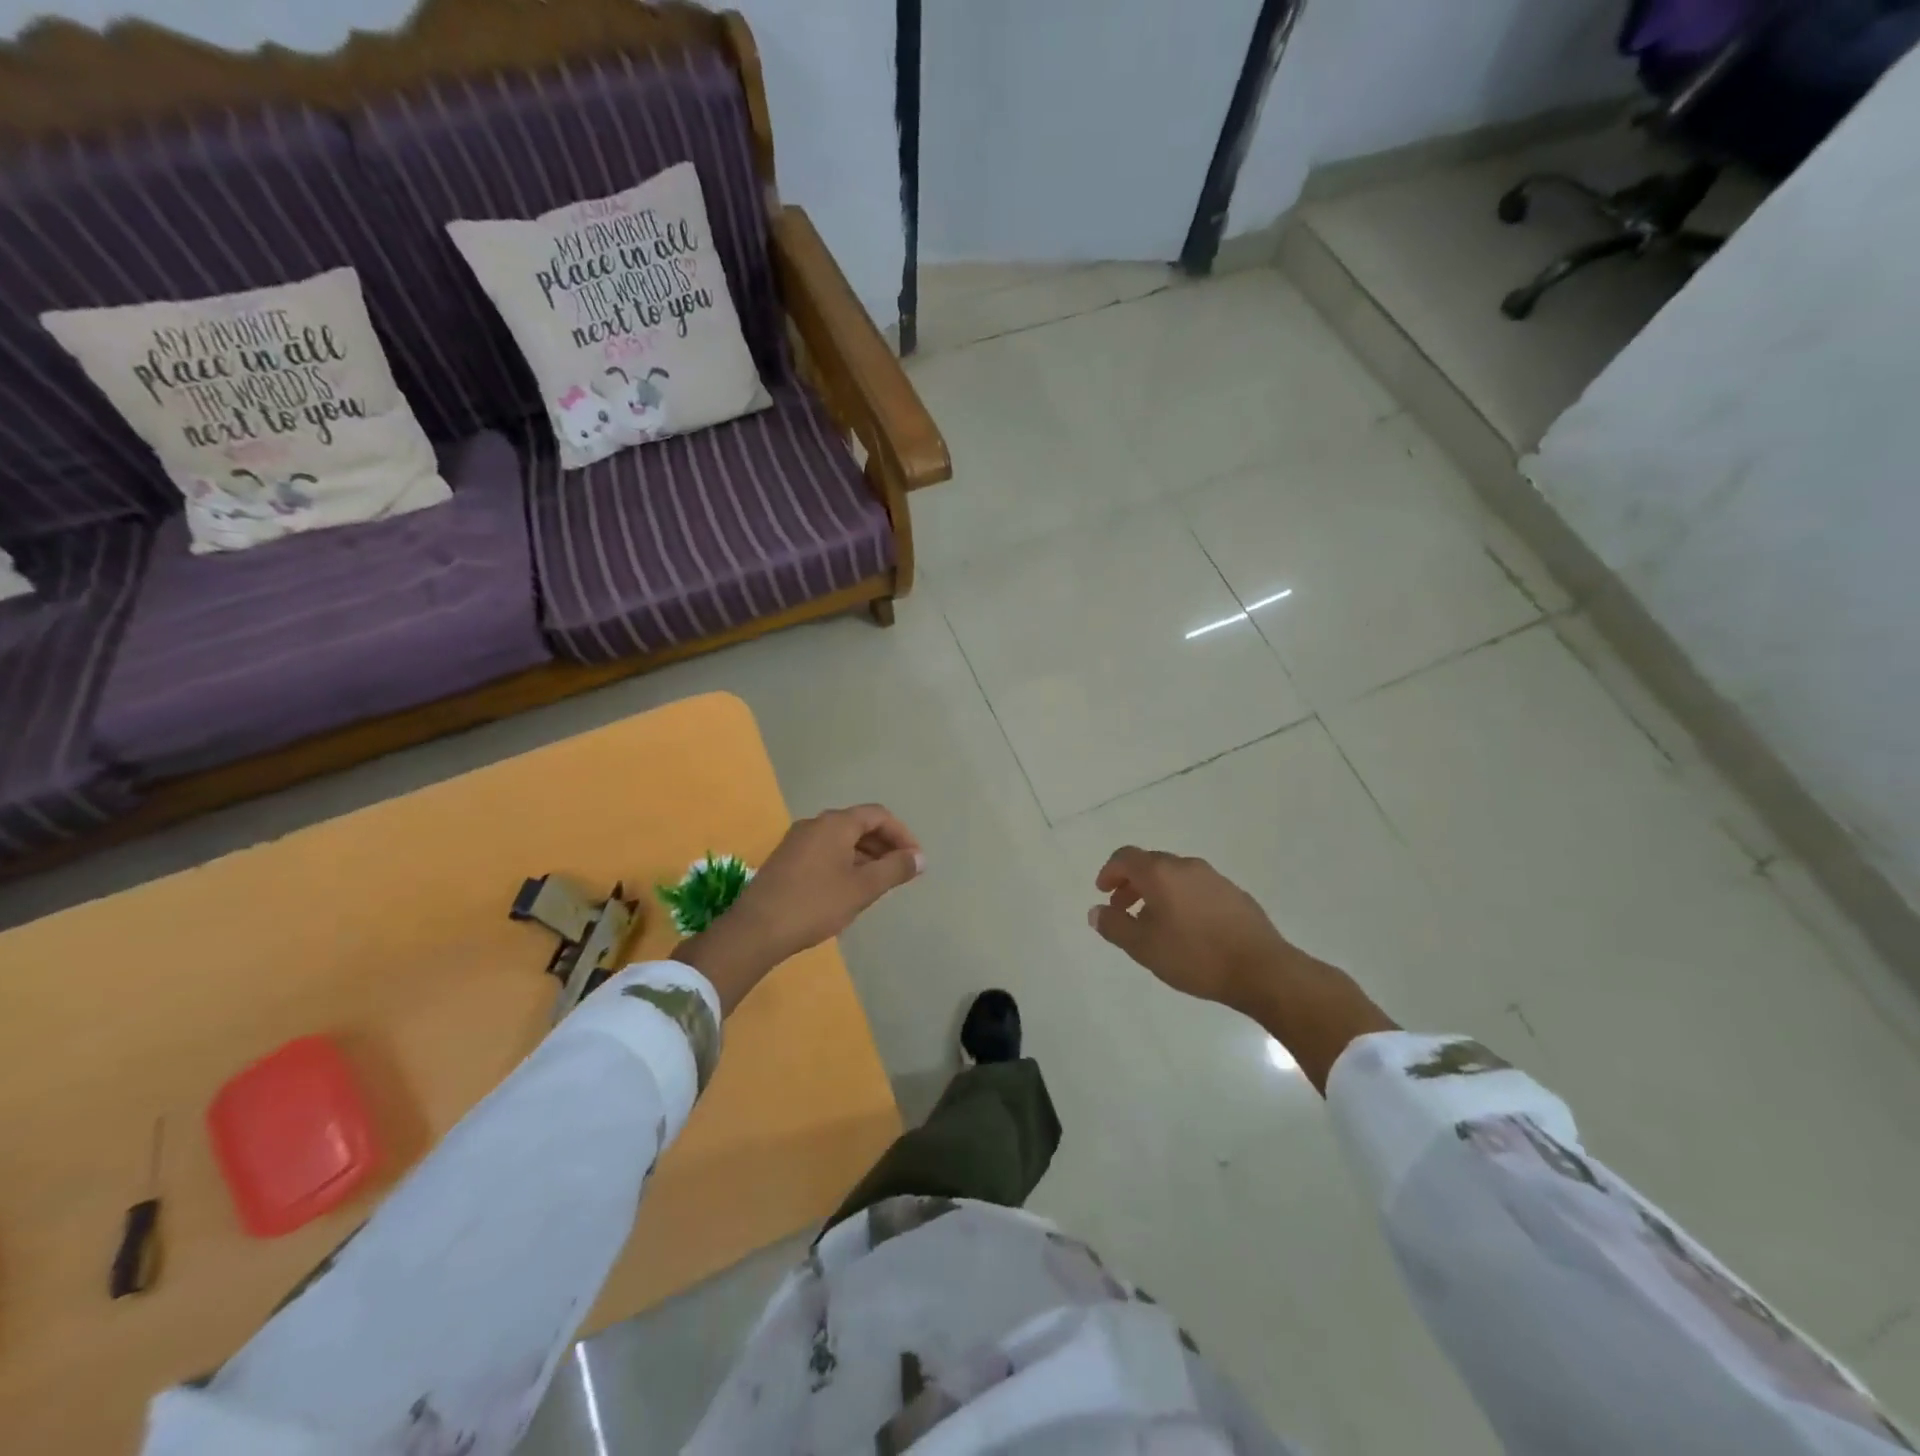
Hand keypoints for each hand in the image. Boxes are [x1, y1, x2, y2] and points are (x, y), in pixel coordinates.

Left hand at [677, 805, 922, 1011]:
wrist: (756, 929)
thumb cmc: (815, 904)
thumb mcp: (862, 888)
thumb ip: (894, 869)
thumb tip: (920, 858)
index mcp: (835, 824)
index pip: (878, 815)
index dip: (902, 834)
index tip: (915, 860)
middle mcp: (815, 824)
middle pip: (859, 824)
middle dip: (884, 845)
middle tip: (901, 872)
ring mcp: (797, 840)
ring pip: (841, 839)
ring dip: (865, 856)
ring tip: (879, 883)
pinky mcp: (786, 859)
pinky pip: (825, 851)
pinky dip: (845, 862)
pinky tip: (849, 888)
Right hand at [1087, 847, 1297, 1012]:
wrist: (1261, 969)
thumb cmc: (1195, 956)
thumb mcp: (1144, 947)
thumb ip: (1114, 926)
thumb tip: (1096, 911)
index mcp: (1160, 873)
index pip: (1125, 857)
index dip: (1109, 872)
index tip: (1103, 892)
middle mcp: (1186, 866)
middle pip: (1150, 864)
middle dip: (1131, 883)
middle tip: (1123, 909)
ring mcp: (1214, 878)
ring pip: (1175, 876)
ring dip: (1157, 892)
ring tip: (1154, 923)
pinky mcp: (1234, 894)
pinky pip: (1196, 887)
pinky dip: (1181, 898)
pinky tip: (1186, 929)